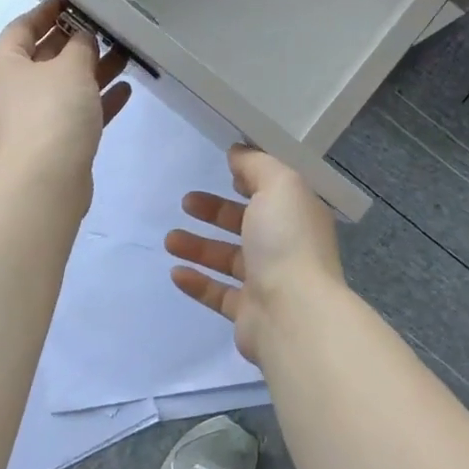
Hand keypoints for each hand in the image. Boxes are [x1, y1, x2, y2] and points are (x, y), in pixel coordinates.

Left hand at [0, 0, 130, 201]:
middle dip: (77, 41)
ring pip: (64, 86)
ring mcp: (31, 119)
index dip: (48, 11)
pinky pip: (76, 113)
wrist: (46, 181)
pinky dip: (97, 101)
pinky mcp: (52, 143)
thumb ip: (80, 45)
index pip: (22, 26)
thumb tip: (83, 38)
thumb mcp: (70, 67)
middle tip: (107, 25)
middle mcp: (11, 90)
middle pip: (45, 56)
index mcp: (3, 66)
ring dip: (93, 70)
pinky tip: (126, 89)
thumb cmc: (52, 112)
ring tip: (125, 53)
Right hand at [164, 145, 344, 364]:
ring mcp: (269, 283)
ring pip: (229, 259)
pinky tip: (175, 272)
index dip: (251, 180)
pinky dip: (197, 282)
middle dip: (216, 212)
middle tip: (187, 202)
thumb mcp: (278, 185)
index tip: (225, 170)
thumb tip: (238, 152)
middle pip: (247, 224)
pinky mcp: (249, 313)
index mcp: (299, 216)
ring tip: (169, 240)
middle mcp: (287, 247)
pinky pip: (218, 293)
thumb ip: (256, 165)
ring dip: (199, 247)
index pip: (274, 192)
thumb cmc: (287, 241)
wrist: (293, 316)